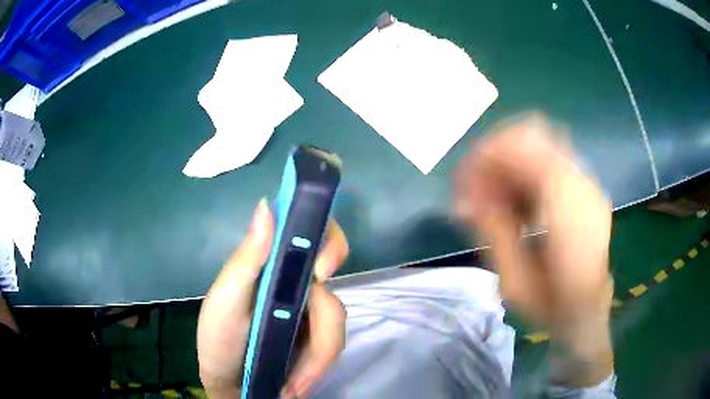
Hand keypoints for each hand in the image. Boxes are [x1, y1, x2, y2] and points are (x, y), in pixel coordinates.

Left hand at [197, 199, 348, 397]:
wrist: (231, 385)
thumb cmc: (219, 340)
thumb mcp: (226, 300)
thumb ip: (246, 259)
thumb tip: (267, 204)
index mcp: (272, 264)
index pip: (312, 233)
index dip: (328, 240)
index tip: (322, 269)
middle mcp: (295, 282)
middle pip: (335, 284)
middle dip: (326, 315)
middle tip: (311, 344)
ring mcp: (310, 312)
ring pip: (337, 319)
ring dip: (318, 355)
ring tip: (293, 383)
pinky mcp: (317, 339)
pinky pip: (333, 344)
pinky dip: (319, 366)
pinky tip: (298, 384)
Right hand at [454, 114, 613, 386]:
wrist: (588, 312)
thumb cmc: (553, 306)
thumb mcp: (515, 282)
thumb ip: (495, 232)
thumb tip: (466, 198)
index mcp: (569, 209)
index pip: (524, 148)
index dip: (487, 155)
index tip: (462, 182)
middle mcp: (583, 185)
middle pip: (532, 136)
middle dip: (495, 154)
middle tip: (473, 189)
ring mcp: (587, 183)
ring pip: (539, 144)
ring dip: (508, 162)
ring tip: (490, 196)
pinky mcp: (585, 188)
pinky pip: (549, 161)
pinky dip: (524, 171)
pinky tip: (514, 200)